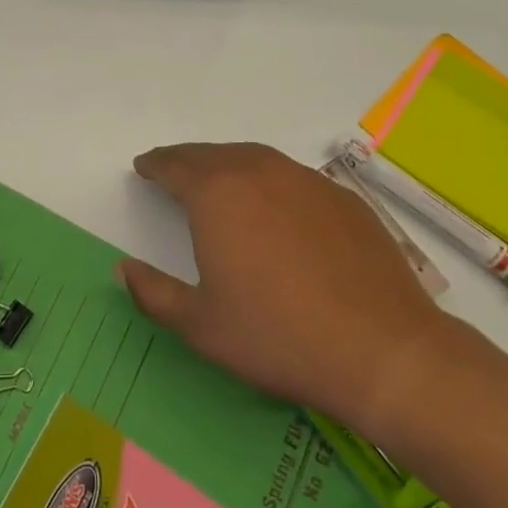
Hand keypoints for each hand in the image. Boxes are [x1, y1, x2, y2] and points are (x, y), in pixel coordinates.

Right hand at [120, 143, 459, 434]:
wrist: (383, 352)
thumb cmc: (277, 336)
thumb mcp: (200, 325)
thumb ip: (153, 292)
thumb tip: (123, 268)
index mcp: (217, 194)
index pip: (175, 166)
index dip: (155, 165)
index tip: (143, 167)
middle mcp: (260, 172)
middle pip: (213, 155)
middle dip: (188, 160)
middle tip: (174, 171)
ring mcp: (307, 183)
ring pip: (255, 159)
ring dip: (229, 165)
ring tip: (219, 182)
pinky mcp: (345, 201)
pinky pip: (293, 178)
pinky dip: (270, 182)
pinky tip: (276, 209)